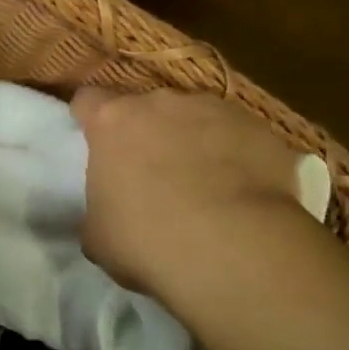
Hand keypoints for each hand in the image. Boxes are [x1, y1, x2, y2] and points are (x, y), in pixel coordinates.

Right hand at [71, 87, 312, 299]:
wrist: (234, 249)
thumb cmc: (148, 240)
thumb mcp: (97, 235)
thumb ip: (97, 208)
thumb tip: (107, 210)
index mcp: (113, 122)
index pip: (88, 100)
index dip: (90, 119)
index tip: (95, 142)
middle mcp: (161, 103)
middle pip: (147, 107)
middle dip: (148, 132)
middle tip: (153, 174)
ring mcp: (215, 110)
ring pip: (197, 117)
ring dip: (195, 140)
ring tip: (206, 185)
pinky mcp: (260, 128)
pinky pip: (241, 137)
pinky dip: (238, 156)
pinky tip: (244, 194)